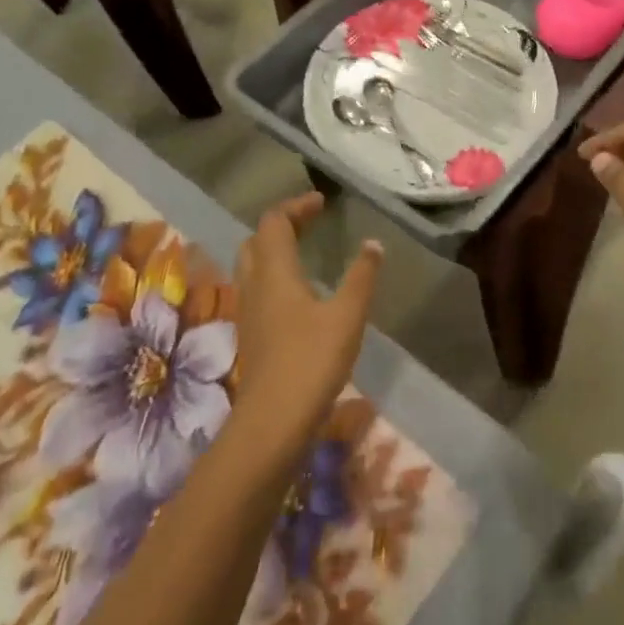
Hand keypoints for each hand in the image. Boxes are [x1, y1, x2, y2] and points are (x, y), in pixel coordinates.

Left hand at [232, 193, 381, 449]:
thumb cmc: (312, 360)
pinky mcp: (253, 335)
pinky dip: (275, 276)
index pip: (274, 223)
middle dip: (282, 225)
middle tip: (311, 223)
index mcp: (275, 272)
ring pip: (253, 266)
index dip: (296, 207)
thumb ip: (362, 276)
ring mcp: (250, 312)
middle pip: (257, 241)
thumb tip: (373, 243)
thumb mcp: (348, 314)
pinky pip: (258, 290)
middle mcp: (256, 285)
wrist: (273, 422)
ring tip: (305, 251)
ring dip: (275, 250)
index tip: (322, 202)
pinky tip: (299, 293)